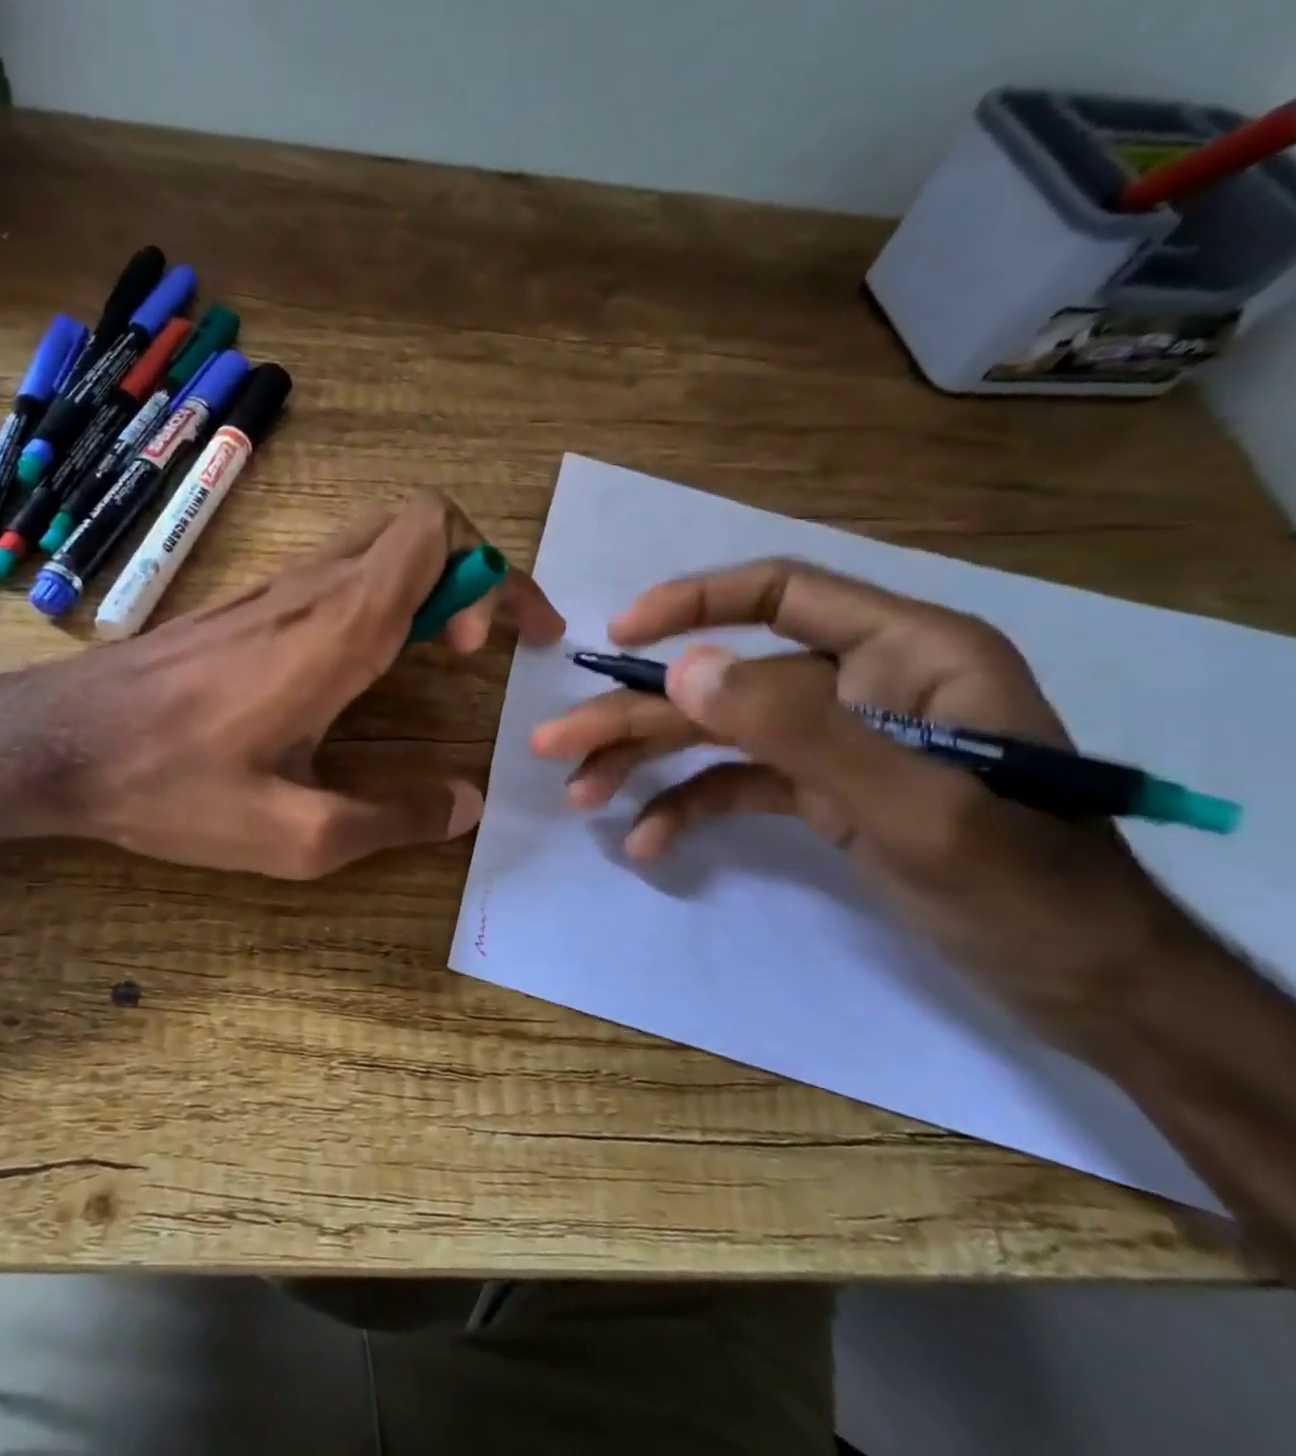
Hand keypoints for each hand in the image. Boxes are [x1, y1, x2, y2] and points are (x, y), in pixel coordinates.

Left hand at [11, 492, 563, 877]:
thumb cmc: (173, 786)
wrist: (60, 744)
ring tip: (440, 652)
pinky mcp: (243, 606)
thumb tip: (466, 805)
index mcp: (337, 629)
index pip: (435, 532)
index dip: (486, 574)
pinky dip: (379, 593)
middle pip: (415, 523)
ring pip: (374, 541)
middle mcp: (311, 589)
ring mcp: (272, 590)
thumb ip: (392, 819)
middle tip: (480, 644)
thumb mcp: (294, 835)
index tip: (484, 648)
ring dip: (426, 581)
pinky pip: (334, 570)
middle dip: (471, 570)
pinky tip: (365, 661)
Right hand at [528, 559, 1205, 1043]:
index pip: (781, 595)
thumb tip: (685, 671)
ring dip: (646, 763)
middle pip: (723, 681)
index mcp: (905, 652)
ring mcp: (835, 740)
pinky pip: (737, 784)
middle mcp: (861, 683)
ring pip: (717, 734)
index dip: (693, 605)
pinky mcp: (821, 790)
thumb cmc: (1022, 886)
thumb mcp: (914, 806)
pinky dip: (690, 808)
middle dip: (637, 715)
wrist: (1080, 981)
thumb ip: (801, 730)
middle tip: (554, 744)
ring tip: (580, 797)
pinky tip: (649, 843)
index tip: (618, 637)